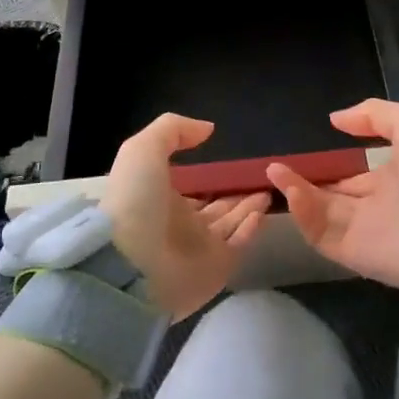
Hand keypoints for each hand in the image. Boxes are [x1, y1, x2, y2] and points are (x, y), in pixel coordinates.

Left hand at [100, 113, 270, 321]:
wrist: (129, 263)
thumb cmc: (134, 201)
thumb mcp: (144, 150)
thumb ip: (174, 130)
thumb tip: (208, 130)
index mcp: (162, 199)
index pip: (192, 188)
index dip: (211, 177)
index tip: (233, 163)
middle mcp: (181, 225)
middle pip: (216, 207)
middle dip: (236, 194)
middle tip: (260, 178)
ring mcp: (199, 248)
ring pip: (231, 223)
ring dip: (249, 207)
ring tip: (269, 190)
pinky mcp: (216, 268)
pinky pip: (239, 244)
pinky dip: (252, 229)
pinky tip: (263, 211)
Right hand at [267, 100, 398, 299]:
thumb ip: (373, 115)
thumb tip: (335, 120)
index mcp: (395, 179)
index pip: (356, 175)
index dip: (332, 165)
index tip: (306, 153)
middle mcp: (378, 206)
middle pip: (333, 195)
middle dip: (306, 181)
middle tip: (277, 166)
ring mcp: (364, 231)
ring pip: (321, 212)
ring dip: (296, 191)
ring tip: (274, 171)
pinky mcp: (352, 254)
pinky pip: (320, 233)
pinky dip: (303, 213)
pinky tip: (289, 190)